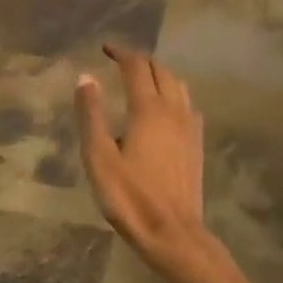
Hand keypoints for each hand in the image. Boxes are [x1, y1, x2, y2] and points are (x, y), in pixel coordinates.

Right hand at [74, 44, 216, 278]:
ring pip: (178, 86)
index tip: (105, 49)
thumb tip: (85, 77)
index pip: (136, 67)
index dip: (121, 53)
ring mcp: (190, 127)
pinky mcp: (197, 145)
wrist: (172, 233)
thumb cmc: (129, 197)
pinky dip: (174, 95)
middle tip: (120, 62)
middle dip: (140, 61)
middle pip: (161, 71)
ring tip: (141, 80)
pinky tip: (165, 110)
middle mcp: (174, 110)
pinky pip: (188, 106)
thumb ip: (91, 115)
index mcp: (148, 109)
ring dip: (160, 75)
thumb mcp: (99, 157)